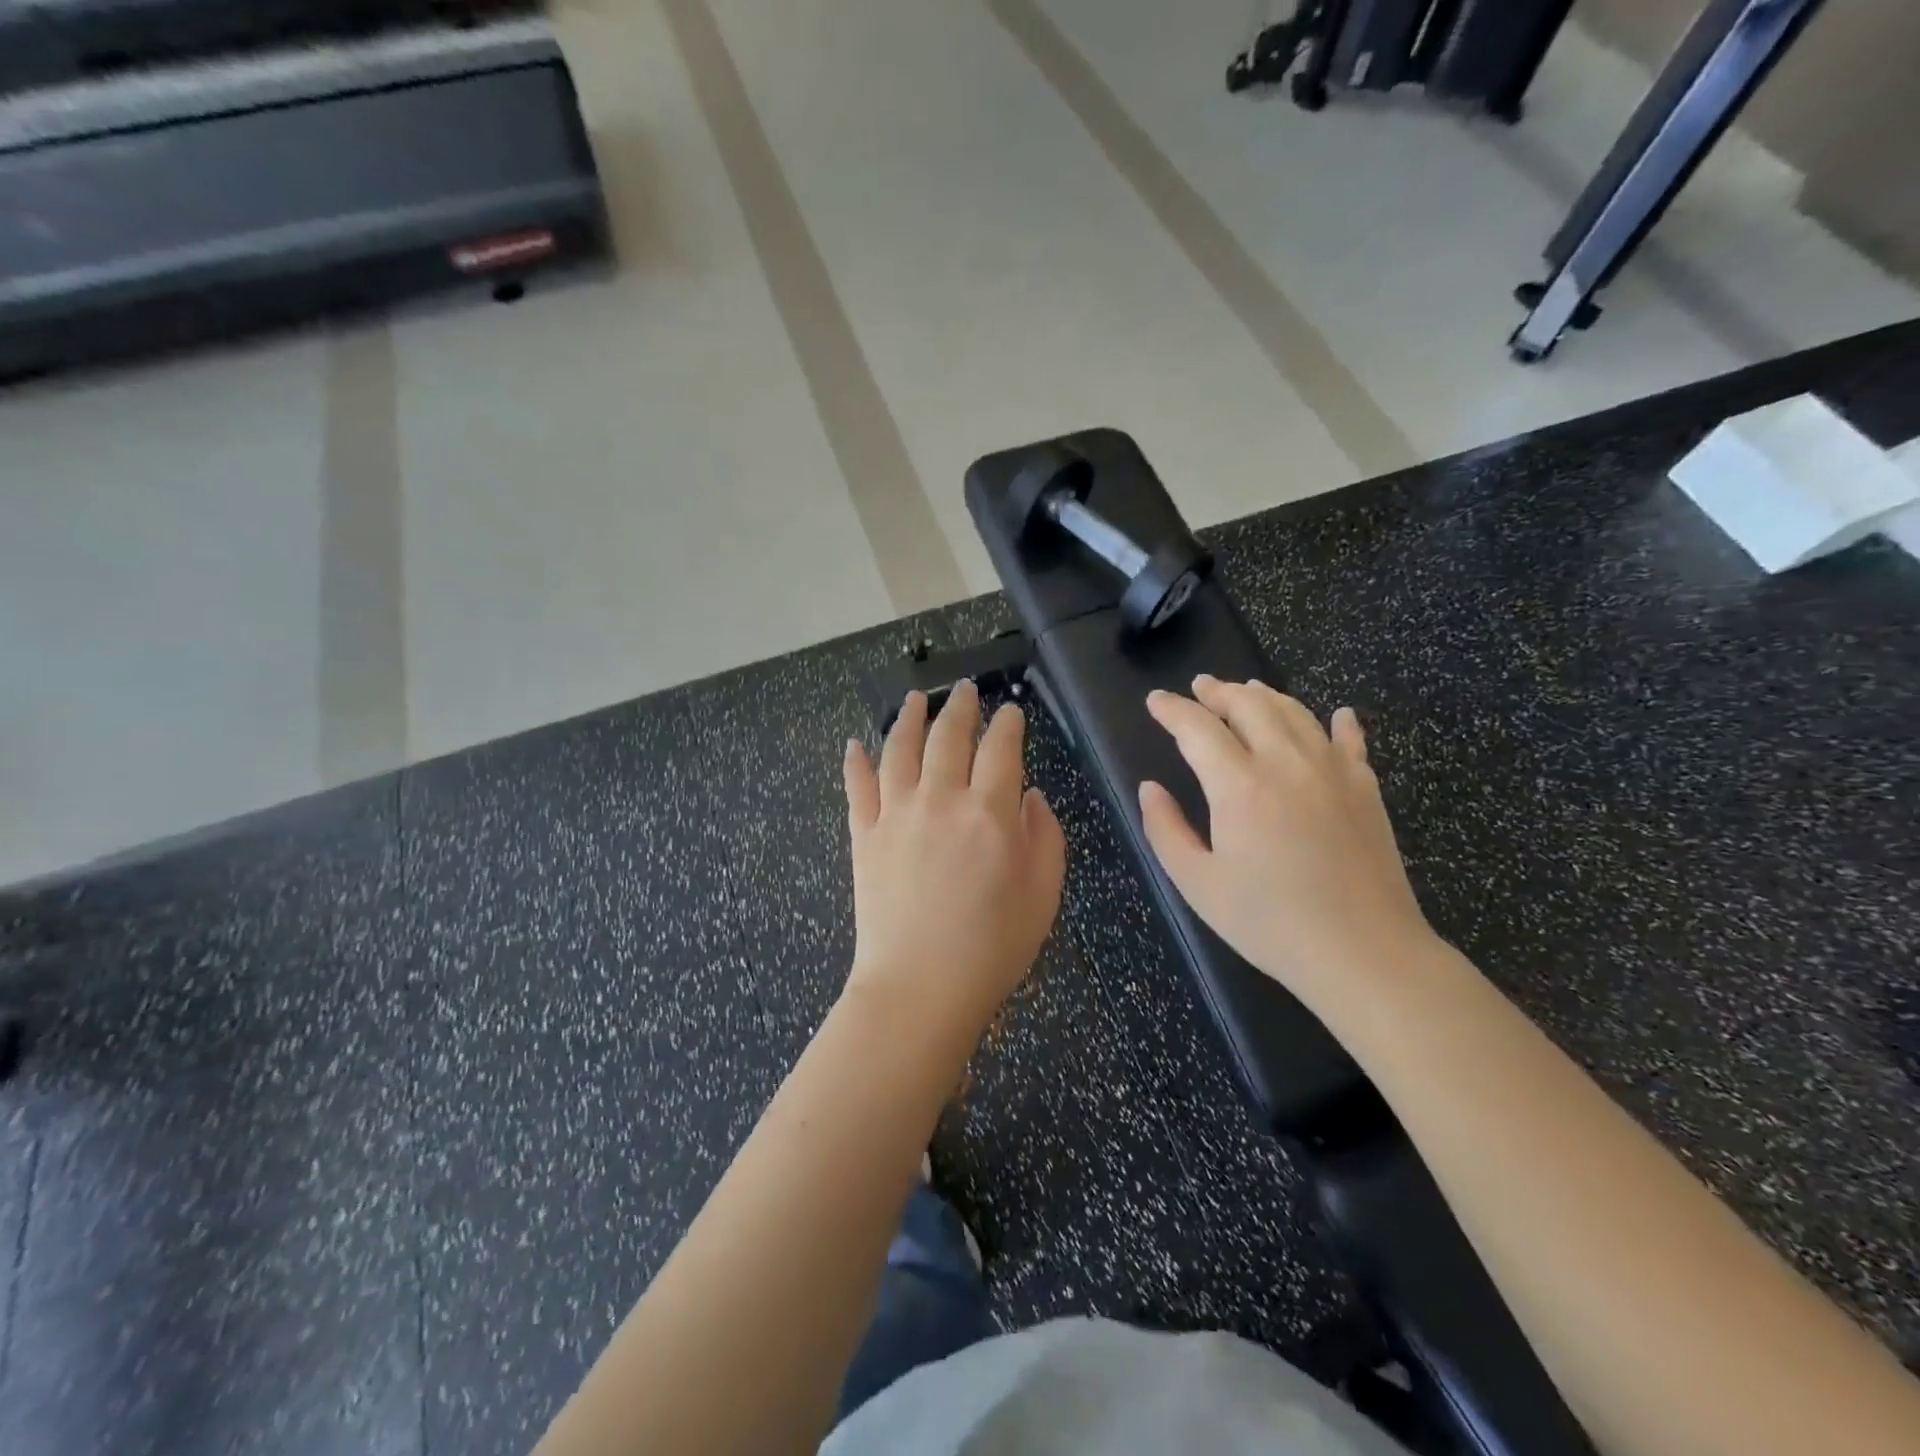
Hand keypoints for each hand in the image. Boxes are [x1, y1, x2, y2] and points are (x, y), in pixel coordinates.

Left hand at [841, 682, 1065, 1041]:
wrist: (920, 989)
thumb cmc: (992, 948)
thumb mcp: (1043, 895)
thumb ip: (1044, 837)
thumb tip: (1031, 797)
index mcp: (989, 813)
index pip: (1001, 748)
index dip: (1007, 723)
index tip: (1010, 711)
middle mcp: (940, 800)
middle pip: (948, 736)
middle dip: (960, 706)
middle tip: (964, 688)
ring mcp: (896, 814)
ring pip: (899, 748)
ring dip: (909, 717)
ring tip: (915, 698)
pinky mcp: (864, 835)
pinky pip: (858, 786)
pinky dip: (856, 761)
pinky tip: (856, 743)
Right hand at [1138, 676, 1434, 1010]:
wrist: (1363, 952)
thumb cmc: (1269, 923)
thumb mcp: (1198, 883)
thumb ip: (1165, 829)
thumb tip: (1149, 788)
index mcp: (1239, 786)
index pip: (1197, 728)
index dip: (1172, 709)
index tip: (1155, 701)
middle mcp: (1286, 763)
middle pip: (1249, 705)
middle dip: (1218, 691)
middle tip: (1199, 687)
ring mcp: (1332, 771)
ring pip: (1295, 712)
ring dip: (1265, 695)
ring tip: (1247, 690)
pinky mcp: (1366, 788)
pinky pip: (1350, 740)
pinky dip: (1338, 722)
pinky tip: (1337, 715)